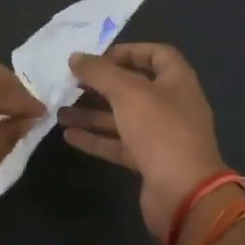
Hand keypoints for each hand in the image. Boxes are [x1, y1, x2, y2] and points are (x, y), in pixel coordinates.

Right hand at [60, 43, 227, 243]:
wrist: (184, 194)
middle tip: (73, 82)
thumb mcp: (127, 92)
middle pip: (135, 87)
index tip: (99, 56)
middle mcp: (172, 106)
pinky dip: (96, 138)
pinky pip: (119, 144)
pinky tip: (69, 135)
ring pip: (123, 118)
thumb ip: (100, 72)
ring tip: (60, 111)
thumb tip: (75, 57)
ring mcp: (161, 136)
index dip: (129, 51)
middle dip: (103, 84)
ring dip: (93, 113)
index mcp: (177, 82)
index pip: (157, 54)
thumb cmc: (160, 130)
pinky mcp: (149, 162)